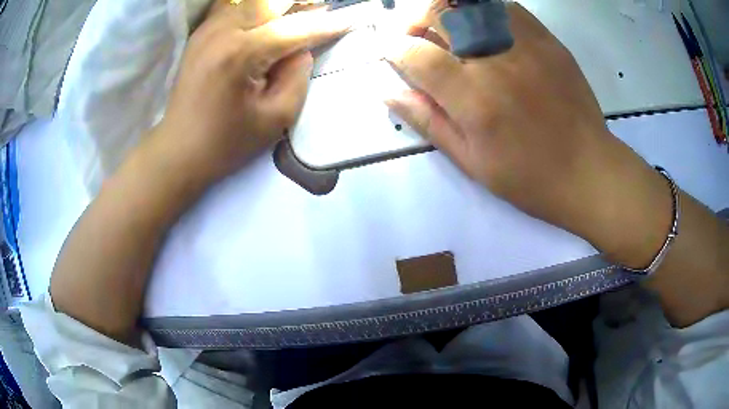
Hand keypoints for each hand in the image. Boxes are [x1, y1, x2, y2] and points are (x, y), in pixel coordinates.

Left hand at [155, 1, 352, 182]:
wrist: (178, 150)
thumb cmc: (226, 142)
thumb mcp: (275, 118)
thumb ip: (298, 76)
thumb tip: (303, 46)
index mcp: (241, 53)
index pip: (296, 28)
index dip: (327, 24)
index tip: (351, 19)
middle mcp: (223, 30)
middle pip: (273, 1)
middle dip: (303, 4)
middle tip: (322, 11)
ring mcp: (208, 28)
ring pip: (253, 0)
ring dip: (279, 5)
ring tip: (297, 15)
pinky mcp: (200, 33)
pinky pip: (233, 6)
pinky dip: (254, 8)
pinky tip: (264, 20)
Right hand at [386, 3, 672, 267]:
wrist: (588, 171)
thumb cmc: (529, 178)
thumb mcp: (472, 162)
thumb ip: (429, 121)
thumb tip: (389, 92)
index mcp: (473, 99)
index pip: (416, 55)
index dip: (393, 49)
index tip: (390, 52)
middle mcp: (495, 62)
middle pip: (440, 15)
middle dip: (416, 20)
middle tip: (416, 36)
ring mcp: (525, 46)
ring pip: (471, 4)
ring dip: (448, 10)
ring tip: (447, 28)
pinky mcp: (548, 41)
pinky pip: (507, 8)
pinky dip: (484, 10)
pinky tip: (483, 28)